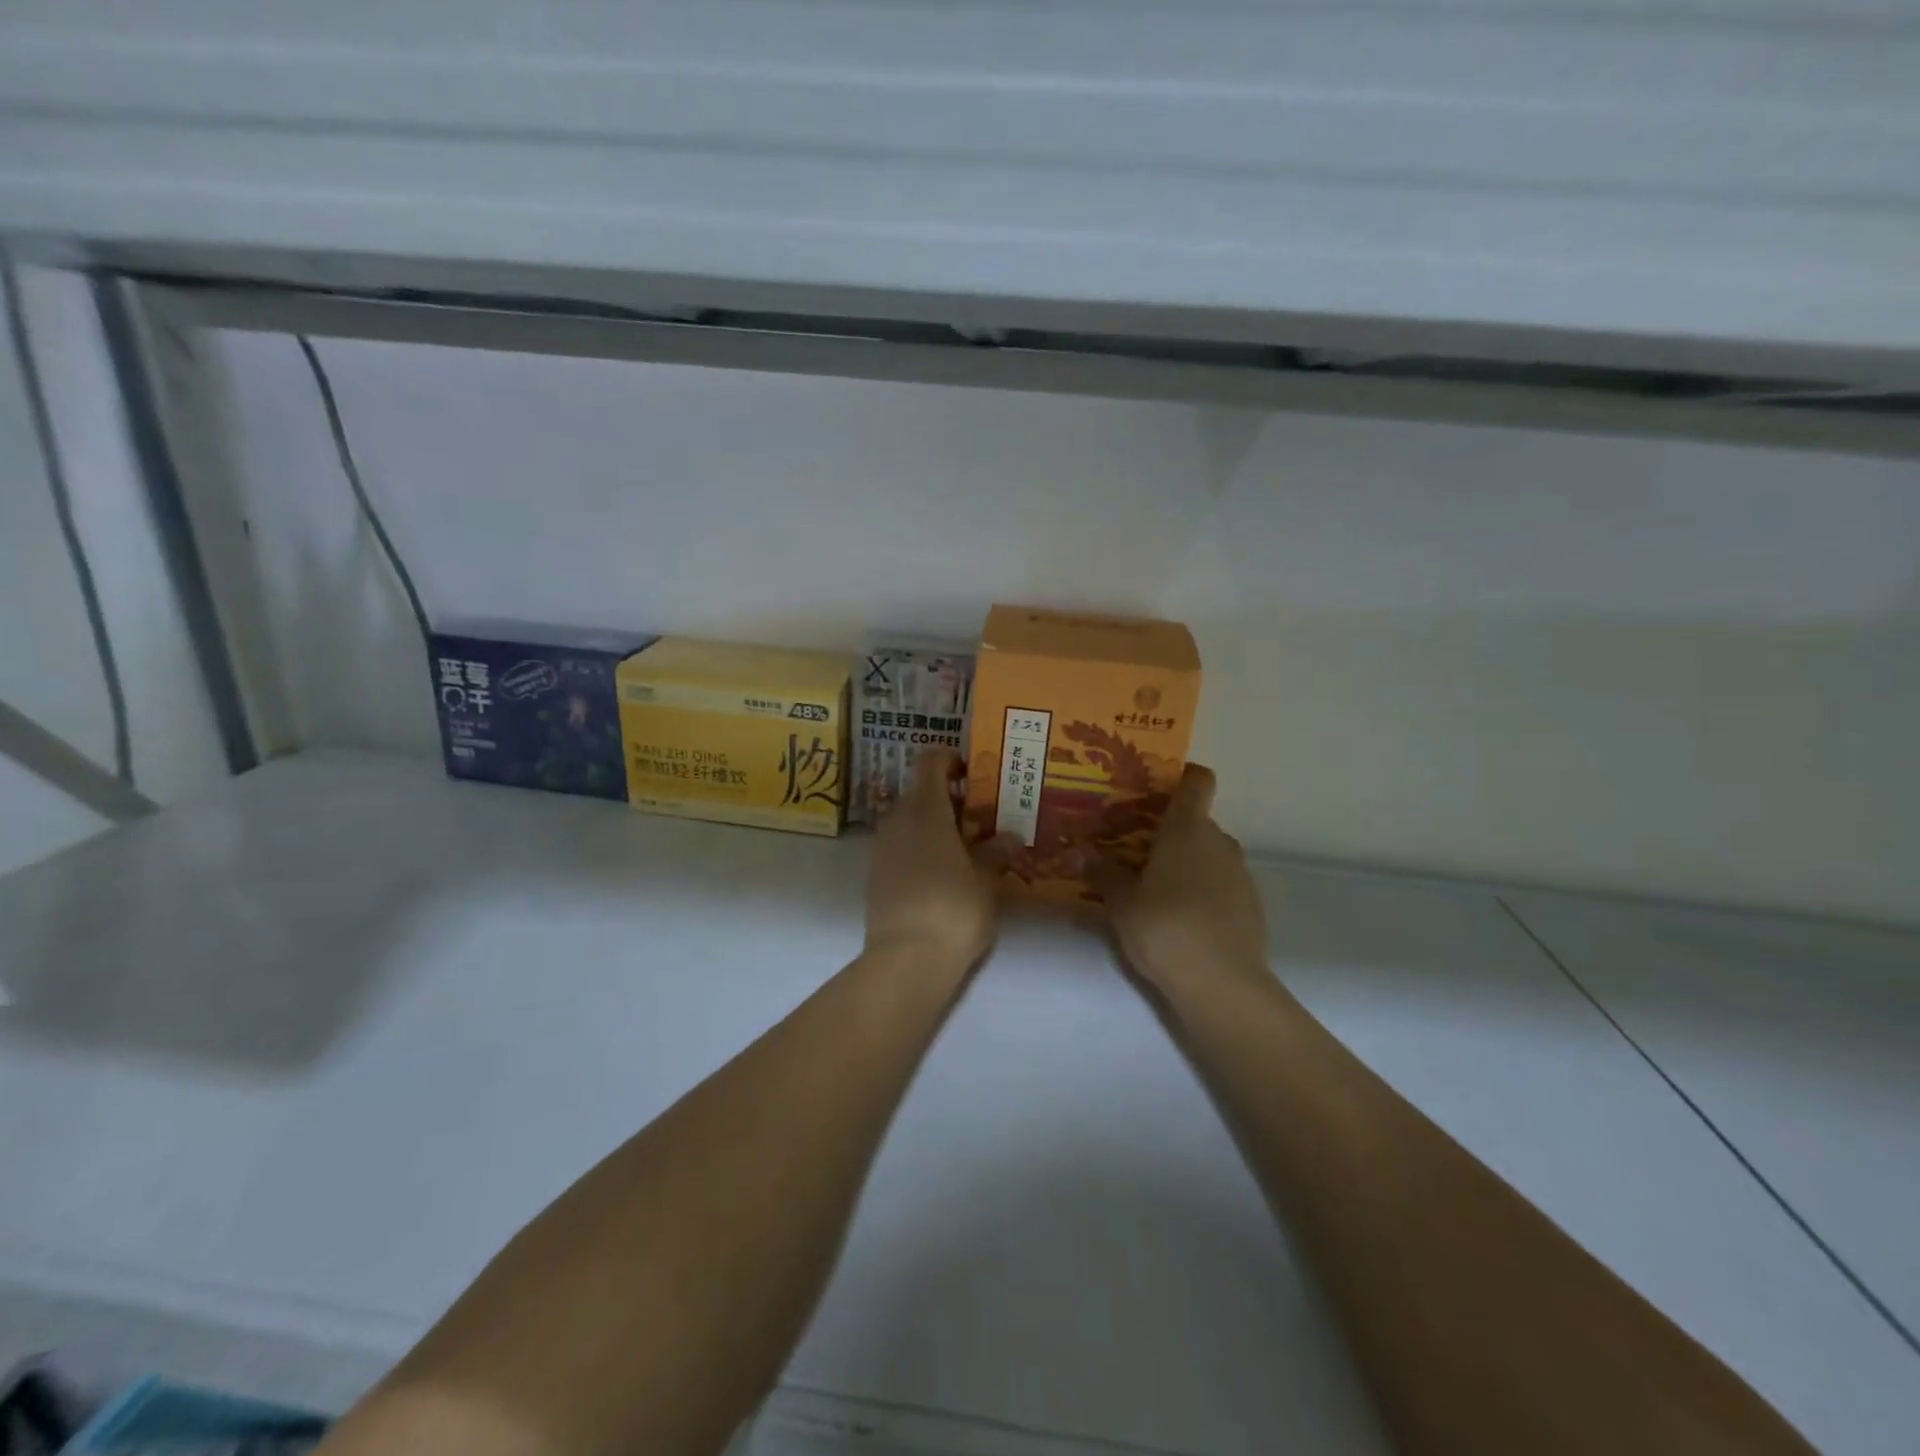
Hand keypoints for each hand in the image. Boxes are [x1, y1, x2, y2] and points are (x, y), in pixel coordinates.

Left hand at [865, 749, 1006, 972]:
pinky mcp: (875, 875)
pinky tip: (943, 873)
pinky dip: (919, 847)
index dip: (950, 759)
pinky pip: (899, 846)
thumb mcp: (986, 880)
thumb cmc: (954, 909)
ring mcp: (881, 848)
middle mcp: (897, 820)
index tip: (973, 772)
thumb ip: (996, 853)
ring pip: (908, 820)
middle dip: (948, 797)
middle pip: (919, 791)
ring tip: (965, 847)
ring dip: (933, 824)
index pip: (930, 762)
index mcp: (925, 809)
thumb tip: (1010, 836)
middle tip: (980, 816)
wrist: (906, 960)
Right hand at [1097, 764, 1269, 997]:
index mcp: (1187, 829)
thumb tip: (1079, 850)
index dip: (1182, 776)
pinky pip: (1221, 881)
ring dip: (1185, 860)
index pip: (1197, 781)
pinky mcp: (1251, 904)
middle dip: (1168, 829)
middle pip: (1196, 820)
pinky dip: (1202, 887)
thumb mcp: (1121, 902)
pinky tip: (1180, 916)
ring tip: (1153, 885)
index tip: (1156, 787)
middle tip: (1134, 847)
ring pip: (1209, 852)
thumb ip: (1102, 872)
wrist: (1222, 984)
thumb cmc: (1164, 928)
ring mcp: (1240, 873)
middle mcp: (1219, 841)